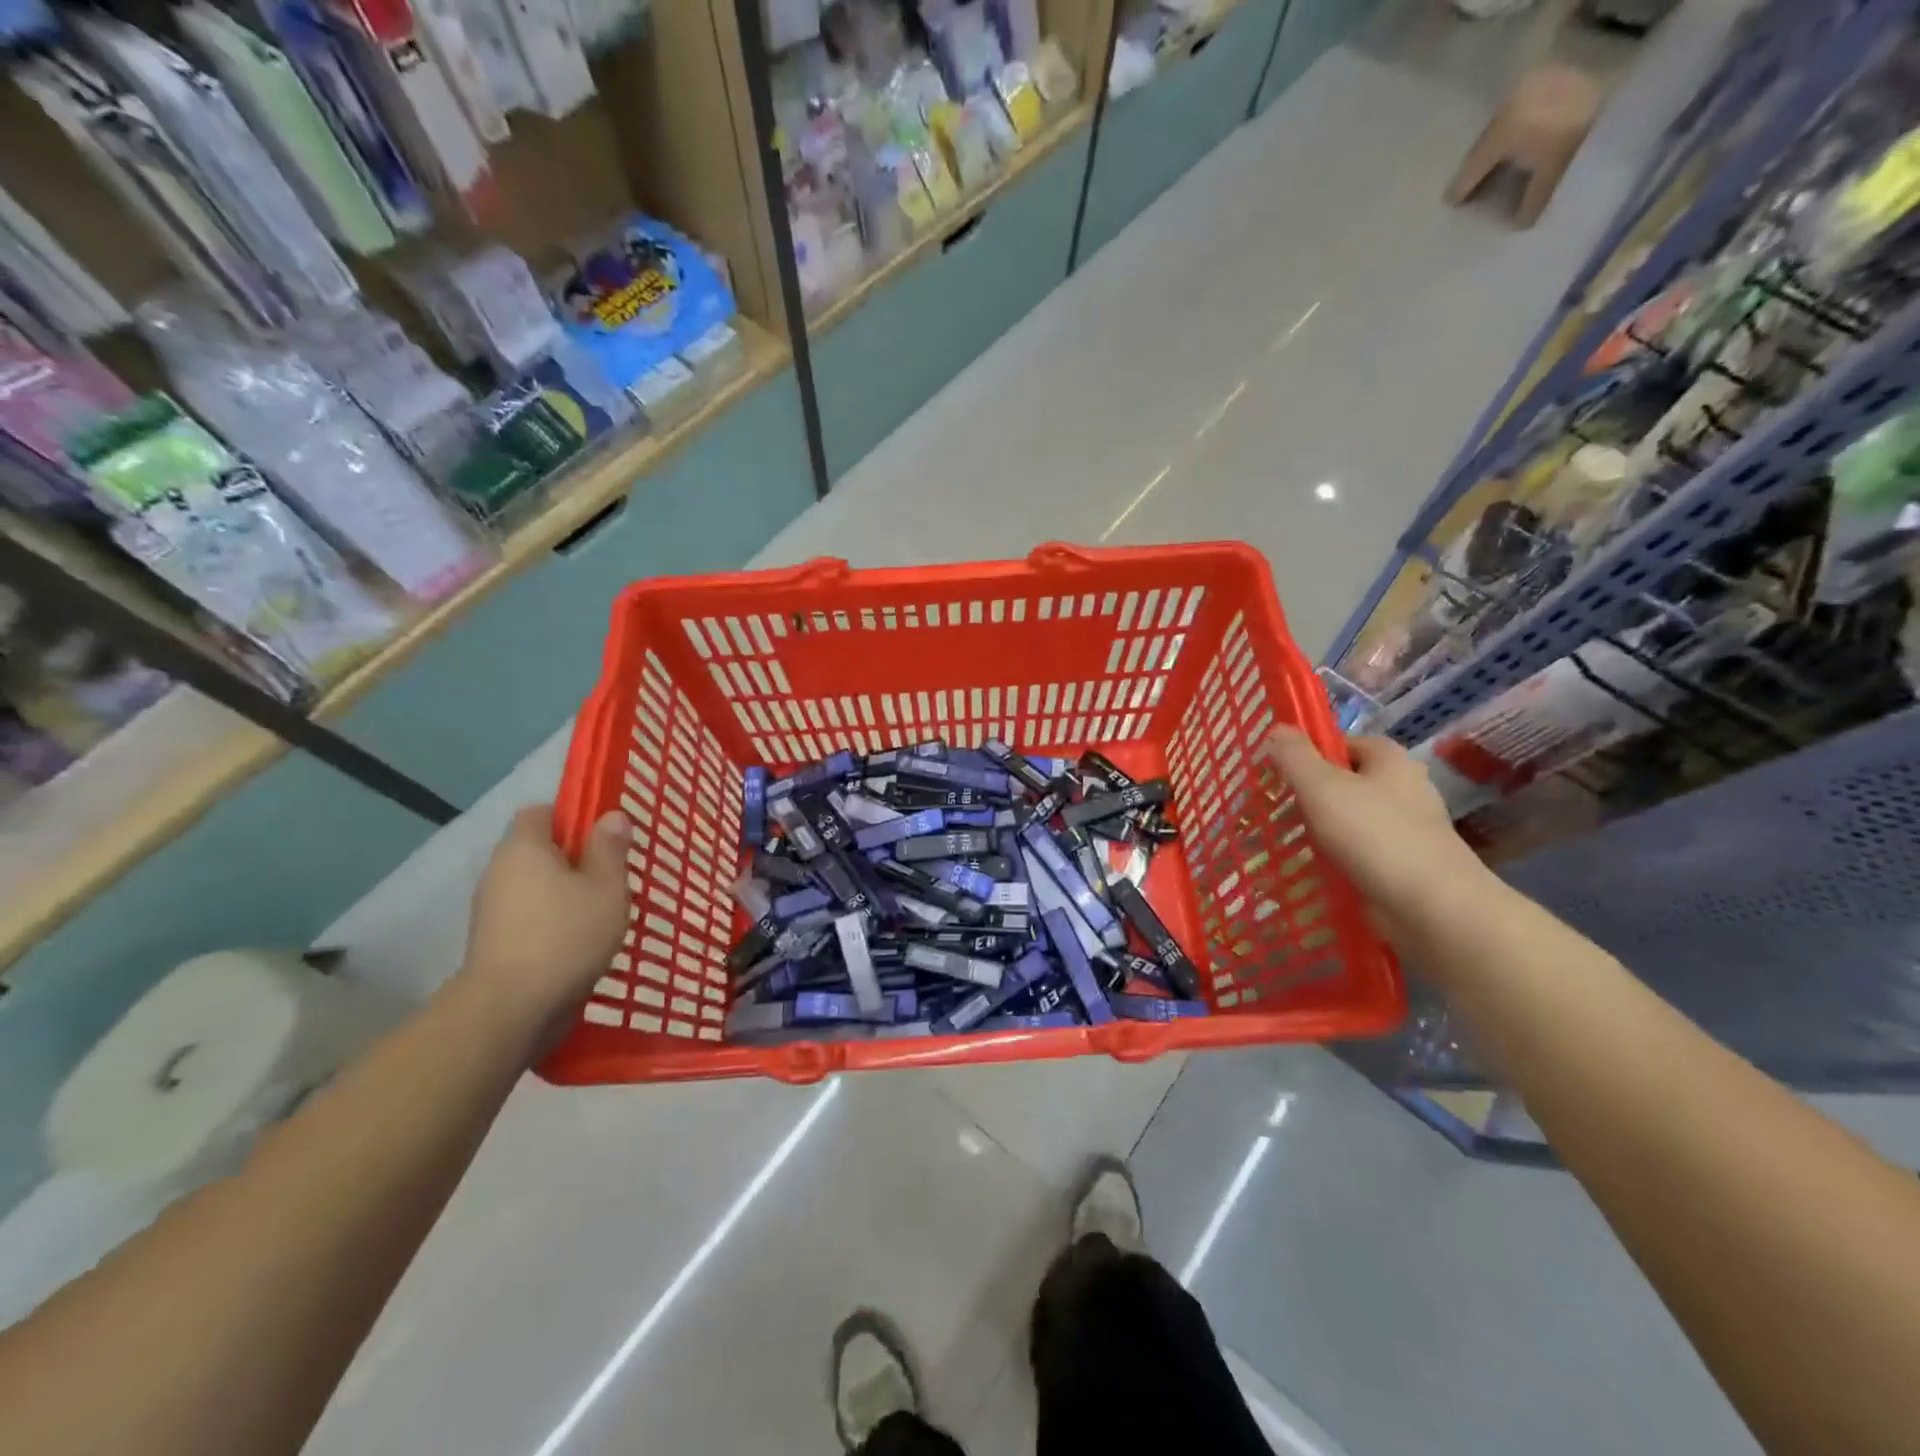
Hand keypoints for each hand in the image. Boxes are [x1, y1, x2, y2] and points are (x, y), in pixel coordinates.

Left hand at [457, 805, 630, 1032]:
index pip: (539, 813)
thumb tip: (612, 815)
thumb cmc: (567, 936)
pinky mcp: (492, 941)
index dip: (571, 818)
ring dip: (563, 893)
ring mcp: (490, 908)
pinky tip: (577, 942)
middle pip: (537, 850)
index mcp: (524, 847)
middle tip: (610, 878)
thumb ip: (610, 849)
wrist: (511, 1009)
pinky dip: (550, 921)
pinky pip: (527, 915)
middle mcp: (499, 870)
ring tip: (599, 914)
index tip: (602, 839)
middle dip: (572, 860)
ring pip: (534, 886)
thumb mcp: (606, 888)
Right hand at [1258, 726, 1490, 926]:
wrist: (1430, 906)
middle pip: (1346, 782)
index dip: (1311, 754)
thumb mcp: (1321, 786)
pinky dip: (1336, 860)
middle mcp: (1404, 789)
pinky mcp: (1403, 865)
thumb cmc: (1374, 835)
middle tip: (1274, 808)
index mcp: (1390, 760)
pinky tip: (1311, 871)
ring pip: (1350, 820)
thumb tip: (1277, 729)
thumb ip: (1294, 756)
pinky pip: (1359, 854)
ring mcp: (1406, 829)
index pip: (1344, 743)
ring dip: (1320, 831)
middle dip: (1311, 795)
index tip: (1279, 773)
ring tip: (1284, 842)